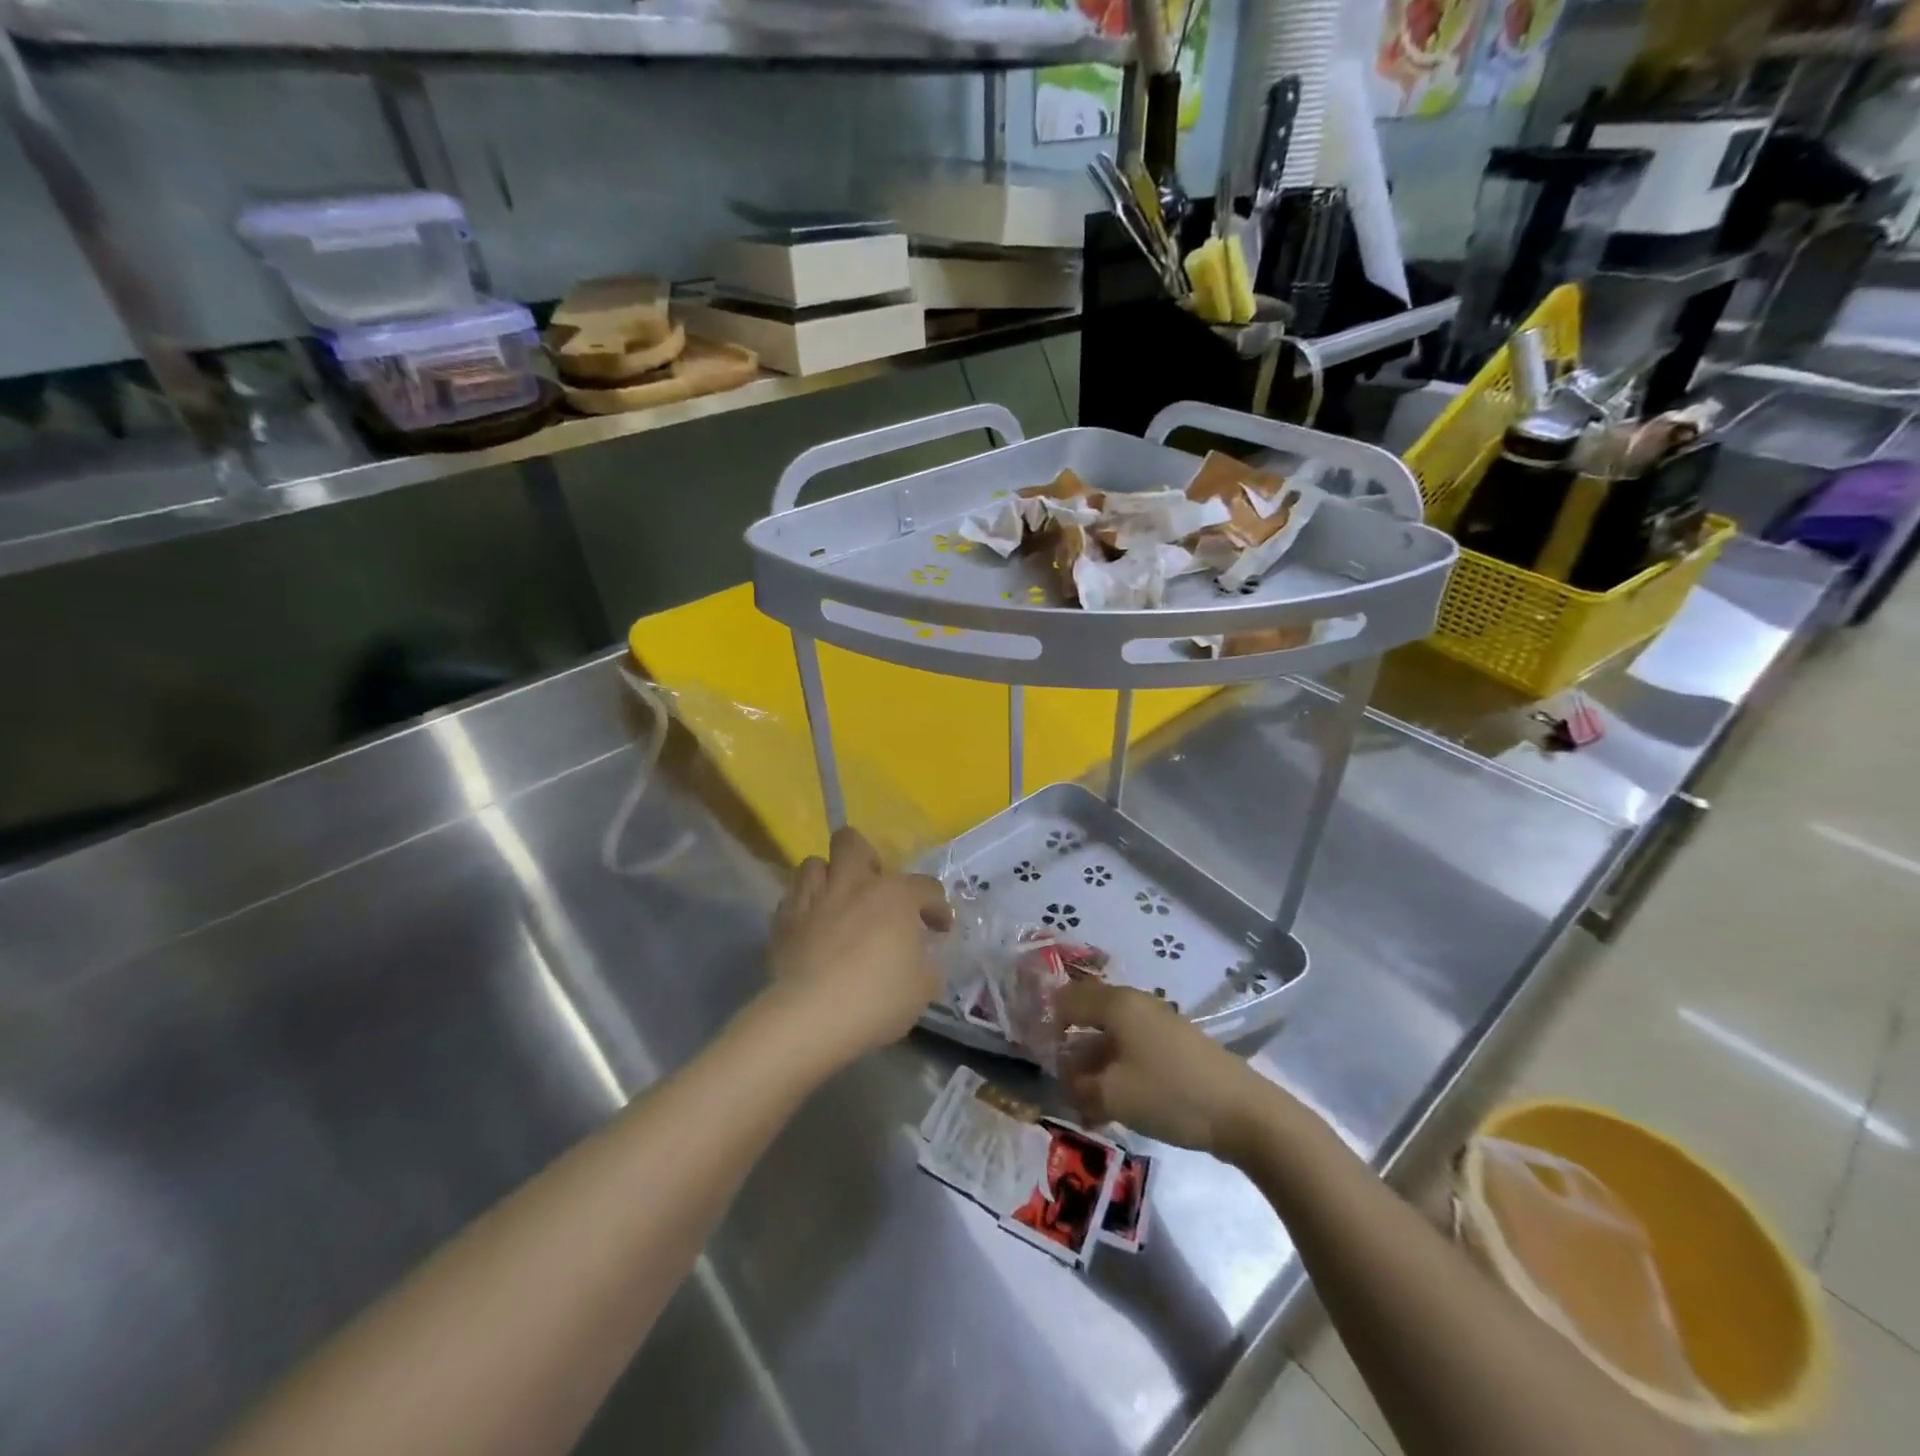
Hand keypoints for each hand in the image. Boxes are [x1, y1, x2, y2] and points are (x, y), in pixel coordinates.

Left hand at [764, 826, 951, 1064]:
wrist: (810, 1018)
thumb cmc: (876, 999)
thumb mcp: (922, 990)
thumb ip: (925, 967)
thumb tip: (919, 962)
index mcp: (894, 896)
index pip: (926, 887)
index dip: (937, 907)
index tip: (938, 930)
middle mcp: (852, 885)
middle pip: (851, 842)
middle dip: (864, 857)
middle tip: (873, 888)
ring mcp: (813, 900)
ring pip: (813, 863)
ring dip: (827, 878)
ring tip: (836, 903)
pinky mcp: (783, 922)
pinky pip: (791, 899)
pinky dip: (803, 907)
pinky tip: (811, 929)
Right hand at [1056, 980, 1273, 1158]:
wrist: (1243, 1113)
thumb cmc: (1170, 1093)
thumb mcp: (1113, 1095)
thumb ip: (1079, 1085)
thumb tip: (1065, 1079)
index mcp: (1117, 1003)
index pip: (1066, 999)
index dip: (1045, 1023)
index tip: (1032, 1053)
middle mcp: (1135, 1004)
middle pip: (1088, 1016)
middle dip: (1068, 1046)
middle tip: (1054, 1078)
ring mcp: (1157, 1024)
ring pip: (1110, 1036)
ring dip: (1091, 1064)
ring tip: (1080, 1100)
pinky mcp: (1173, 1047)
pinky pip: (1131, 1051)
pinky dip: (1115, 1071)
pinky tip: (1109, 1104)